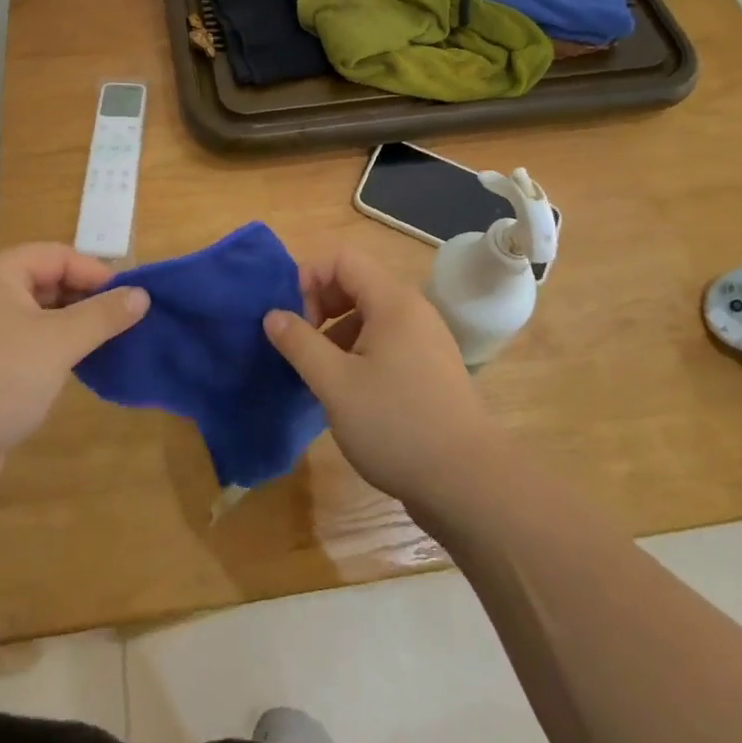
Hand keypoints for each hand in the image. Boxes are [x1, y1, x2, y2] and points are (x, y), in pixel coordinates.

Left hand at [0, 244, 148, 504]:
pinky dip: (51, 349)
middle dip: (86, 299)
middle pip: (46, 281)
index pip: (58, 255)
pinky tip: (76, 368)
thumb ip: (103, 315)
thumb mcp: (59, 342)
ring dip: (72, 326)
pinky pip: (24, 343)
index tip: (132, 299)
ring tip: (108, 344)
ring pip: (37, 315)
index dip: (97, 273)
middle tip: (124, 322)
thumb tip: (142, 294)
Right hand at [263, 248, 502, 509]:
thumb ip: (300, 343)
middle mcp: (412, 310)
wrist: (468, 483)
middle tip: (299, 344)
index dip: (309, 276)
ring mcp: (425, 340)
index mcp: (392, 301)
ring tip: (317, 373)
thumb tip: (273, 315)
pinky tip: (346, 393)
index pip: (343, 259)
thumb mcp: (335, 384)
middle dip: (320, 305)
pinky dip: (358, 353)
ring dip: (336, 333)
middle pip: (356, 283)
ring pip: (369, 316)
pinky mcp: (429, 369)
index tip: (291, 316)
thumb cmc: (396, 424)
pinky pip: (385, 342)